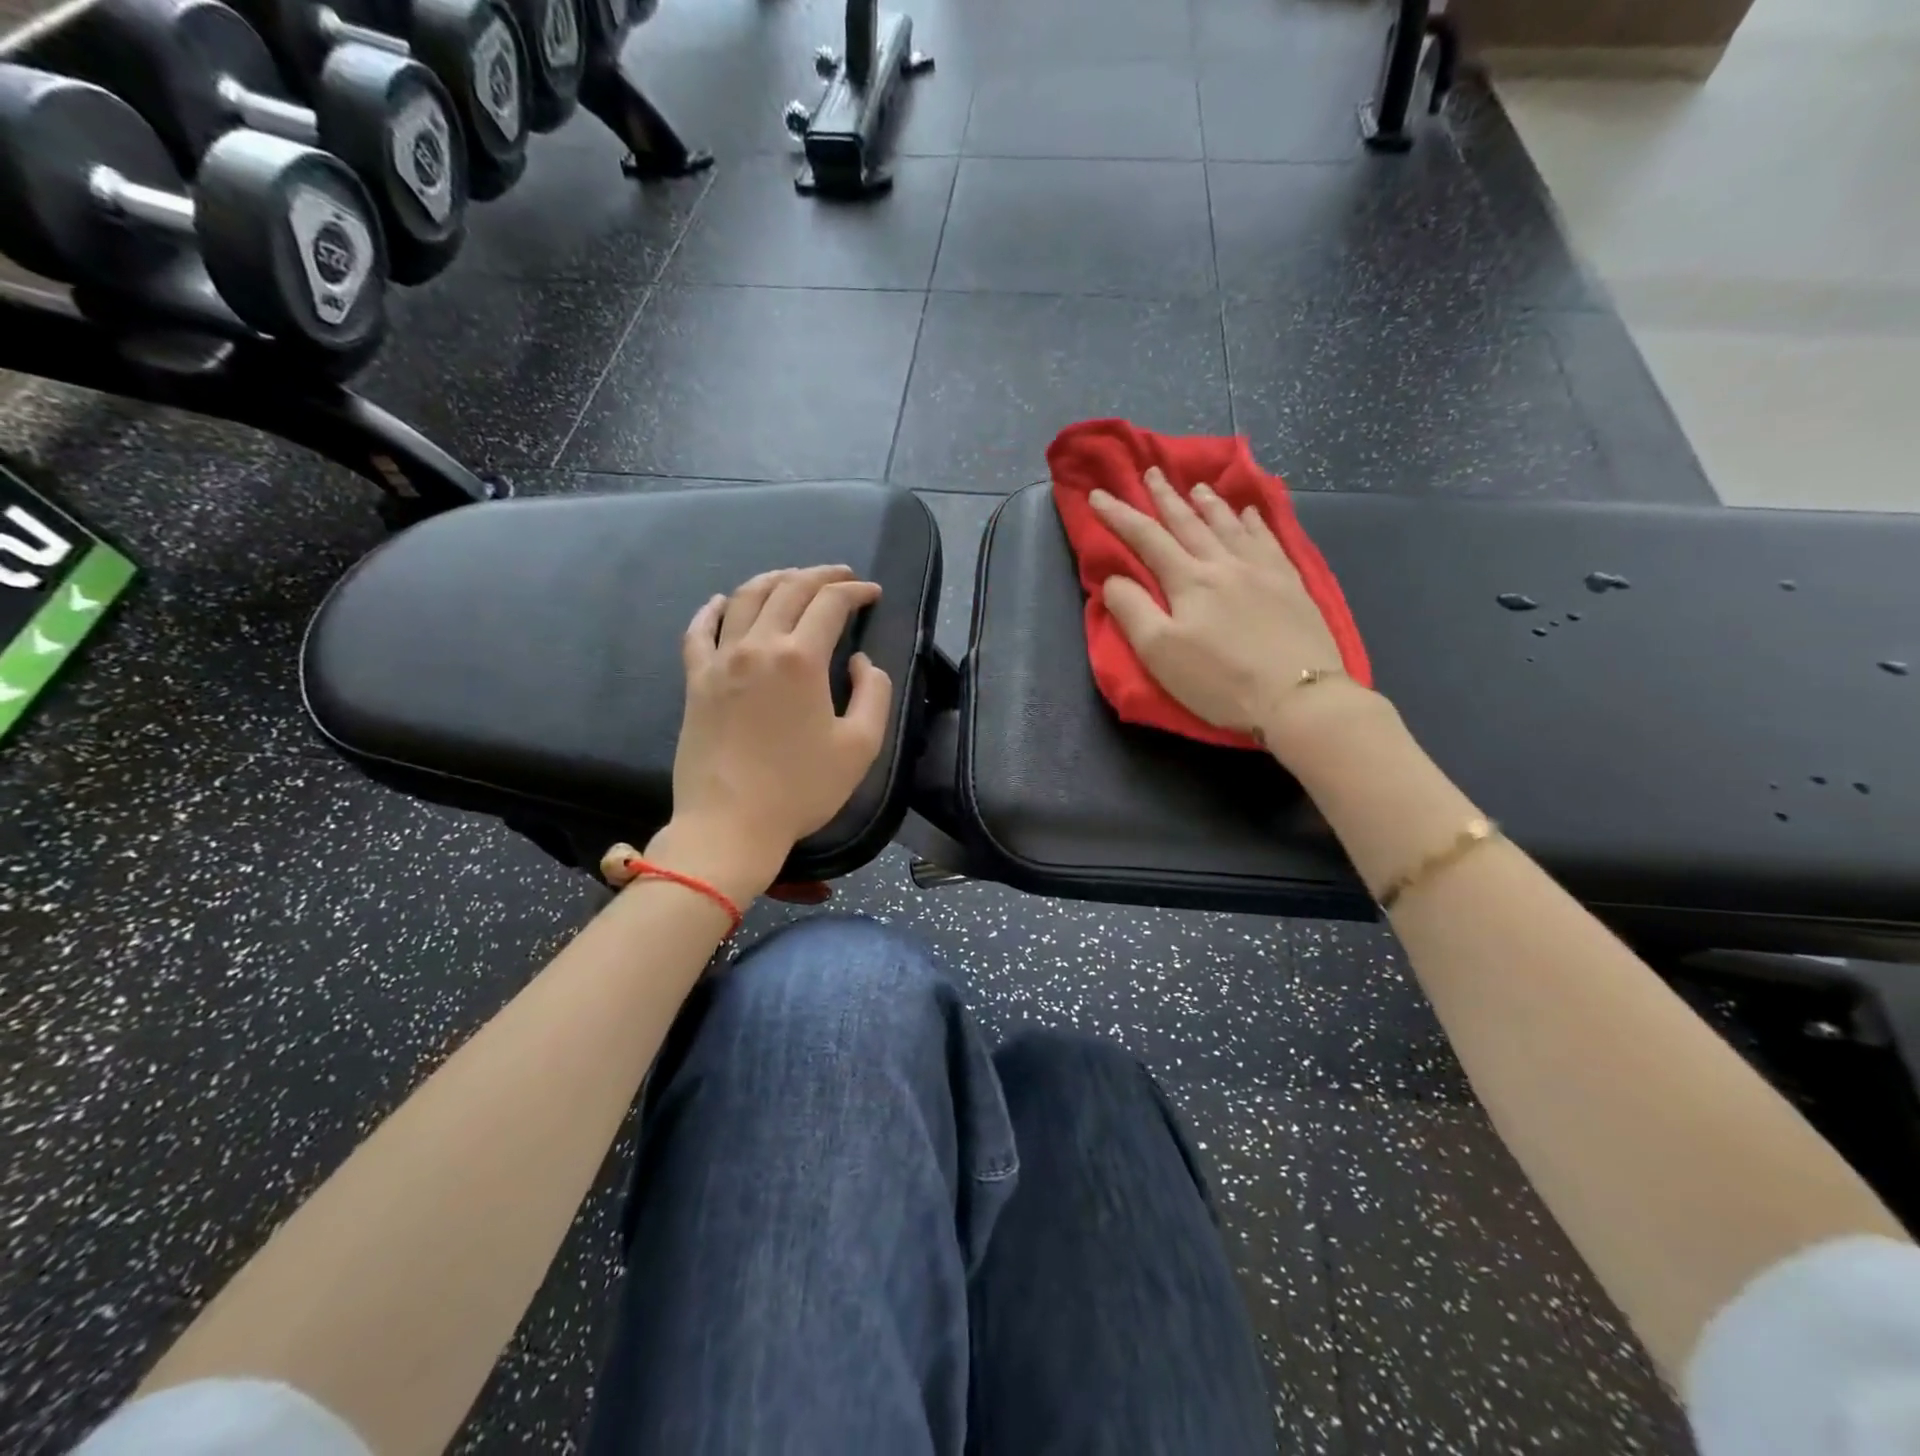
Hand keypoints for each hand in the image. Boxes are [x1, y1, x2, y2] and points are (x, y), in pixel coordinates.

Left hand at [643, 565, 892, 902]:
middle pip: (788, 589)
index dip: (856, 592)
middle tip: (842, 577)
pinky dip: (713, 609)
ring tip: (793, 578)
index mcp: (801, 659)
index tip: (872, 593)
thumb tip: (858, 662)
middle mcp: (758, 646)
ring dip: (774, 580)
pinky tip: (723, 602)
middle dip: (820, 575)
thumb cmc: (801, 789)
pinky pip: (699, 631)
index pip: (830, 604)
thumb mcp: (861, 746)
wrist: (730, 824)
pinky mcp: (695, 681)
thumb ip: (873, 693)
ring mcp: (720, 661)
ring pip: (745, 599)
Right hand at [1091, 468, 1371, 761]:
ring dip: (1208, 503)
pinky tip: (1251, 513)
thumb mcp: (1160, 653)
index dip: (1119, 515)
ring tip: (1196, 486)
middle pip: (1188, 522)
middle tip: (1150, 472)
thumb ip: (1132, 611)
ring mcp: (1262, 570)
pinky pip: (1269, 539)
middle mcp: (1224, 564)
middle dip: (1164, 497)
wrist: (1297, 696)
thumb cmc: (1219, 680)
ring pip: (1229, 525)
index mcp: (1188, 580)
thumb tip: (1113, 579)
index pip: (1146, 538)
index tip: (1098, 495)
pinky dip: (1255, 522)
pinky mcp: (1291, 583)